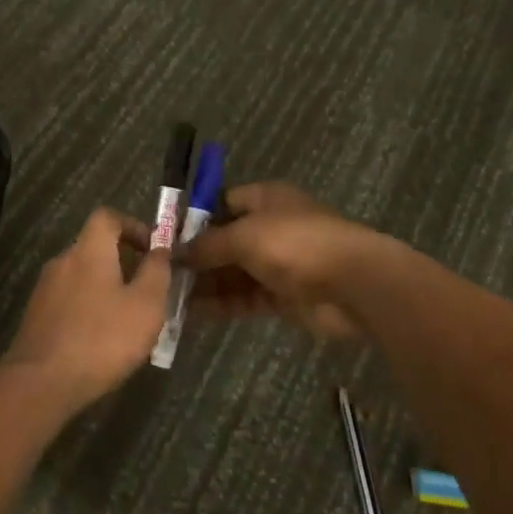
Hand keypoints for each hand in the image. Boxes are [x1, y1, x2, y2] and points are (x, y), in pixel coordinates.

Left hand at [3, 208, 172, 409]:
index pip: (107, 216)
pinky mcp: (36, 316)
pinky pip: (69, 301)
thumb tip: (161, 250)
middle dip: (124, 263)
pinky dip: (89, 309)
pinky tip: (101, 340)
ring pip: (82, 276)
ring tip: (128, 320)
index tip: (153, 250)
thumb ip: (157, 272)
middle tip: (148, 290)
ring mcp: (45, 289)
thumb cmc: (102, 339)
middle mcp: (62, 261)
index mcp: (89, 250)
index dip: (133, 226)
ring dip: (107, 288)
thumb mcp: (146, 305)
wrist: (41, 383)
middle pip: (95, 247)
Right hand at [185, 183, 379, 341]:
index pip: (222, 201)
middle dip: (195, 256)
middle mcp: (270, 227)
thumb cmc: (295, 244)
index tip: (166, 236)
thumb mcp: (244, 235)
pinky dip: (220, 304)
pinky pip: (244, 297)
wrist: (353, 285)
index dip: (194, 217)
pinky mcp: (282, 296)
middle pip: (224, 240)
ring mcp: (278, 263)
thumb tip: (176, 253)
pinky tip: (190, 314)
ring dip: (204, 283)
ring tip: (166, 297)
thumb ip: (207, 245)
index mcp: (266, 199)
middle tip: (159, 273)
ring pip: (232, 272)